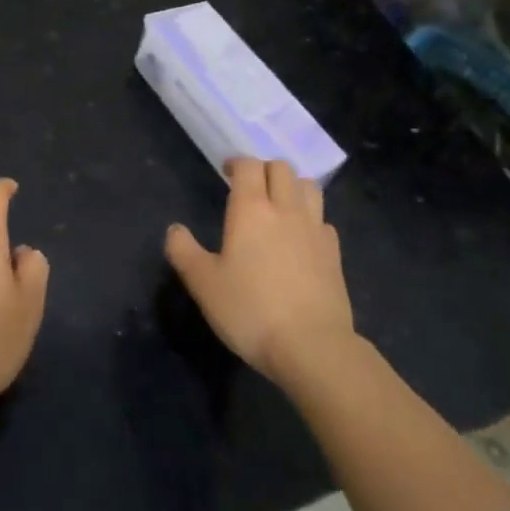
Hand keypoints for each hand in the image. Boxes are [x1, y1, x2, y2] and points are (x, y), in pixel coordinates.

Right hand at [165, 158, 355, 385]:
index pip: (249, 166)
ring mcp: (315, 230)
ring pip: (309, 187)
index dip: (237, 163)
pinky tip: (301, 239)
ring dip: (292, 187)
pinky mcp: (335, 254)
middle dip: (264, 170)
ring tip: (279, 205)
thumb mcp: (203, 284)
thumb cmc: (251, 310)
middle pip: (281, 168)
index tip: (226, 172)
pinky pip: (323, 220)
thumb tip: (174, 229)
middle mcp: (286, 210)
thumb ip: (183, 251)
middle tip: (250, 188)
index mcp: (251, 209)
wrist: (312, 347)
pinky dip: (311, 219)